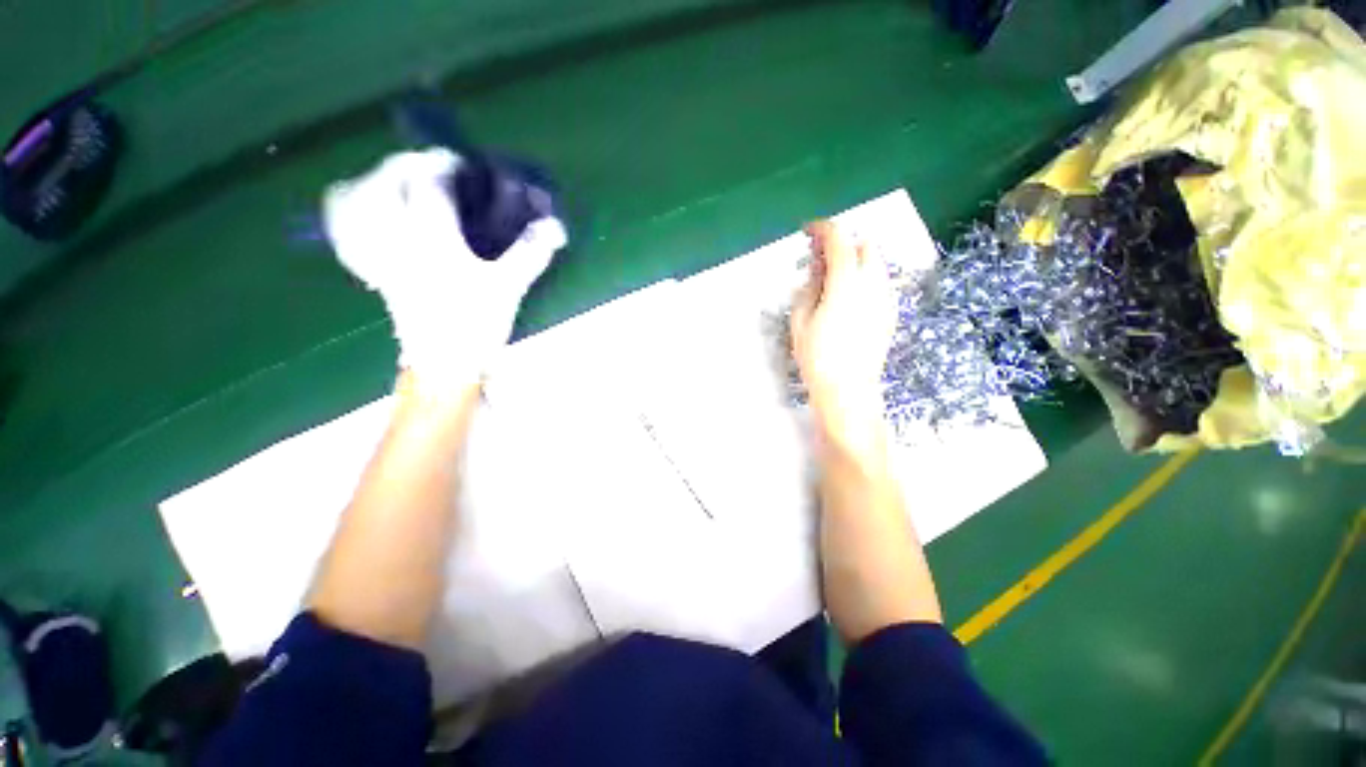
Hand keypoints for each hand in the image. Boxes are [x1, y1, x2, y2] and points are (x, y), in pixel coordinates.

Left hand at [324, 149, 566, 388]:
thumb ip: (530, 253)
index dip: (442, 165)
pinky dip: (347, 216)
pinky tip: (358, 210)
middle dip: (404, 165)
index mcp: (434, 240)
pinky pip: (346, 235)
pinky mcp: (375, 273)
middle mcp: (399, 239)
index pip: (429, 185)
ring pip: (356, 204)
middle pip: (386, 184)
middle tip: (426, 166)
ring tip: (390, 178)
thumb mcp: (509, 287)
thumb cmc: (477, 324)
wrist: (446, 364)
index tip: (457, 161)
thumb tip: (556, 227)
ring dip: (371, 182)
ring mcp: (381, 255)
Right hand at [791, 221, 894, 456]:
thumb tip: (816, 268)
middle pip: (864, 245)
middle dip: (842, 243)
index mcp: (845, 285)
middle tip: (820, 258)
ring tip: (834, 277)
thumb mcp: (801, 321)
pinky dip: (866, 276)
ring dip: (855, 259)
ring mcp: (886, 298)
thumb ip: (809, 287)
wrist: (849, 390)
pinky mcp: (891, 312)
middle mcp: (872, 285)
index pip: (839, 240)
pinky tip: (849, 296)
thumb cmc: (817, 358)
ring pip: (876, 262)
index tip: (808, 231)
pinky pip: (881, 281)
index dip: (823, 229)